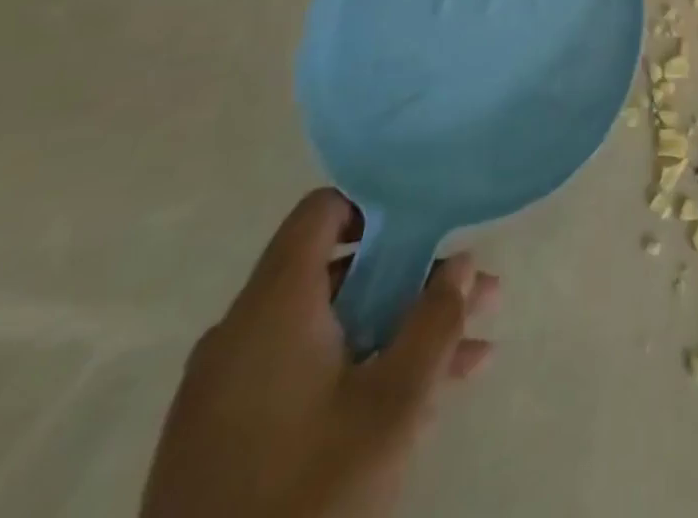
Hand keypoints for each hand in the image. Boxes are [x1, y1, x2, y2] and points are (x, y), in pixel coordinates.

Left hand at [140, 190, 496, 517]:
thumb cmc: (308, 495)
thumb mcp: (394, 406)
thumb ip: (435, 322)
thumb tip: (462, 261)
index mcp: (272, 307)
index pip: (322, 211)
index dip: (378, 207)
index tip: (428, 230)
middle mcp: (241, 333)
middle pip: (337, 274)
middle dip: (413, 282)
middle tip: (475, 297)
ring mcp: (225, 390)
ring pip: (328, 330)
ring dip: (397, 332)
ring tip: (470, 352)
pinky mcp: (222, 439)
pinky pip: (300, 374)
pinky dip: (356, 370)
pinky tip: (423, 399)